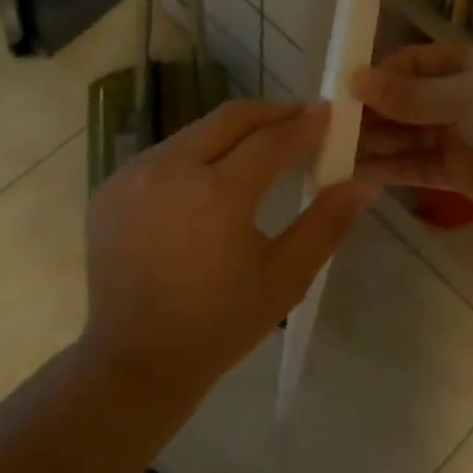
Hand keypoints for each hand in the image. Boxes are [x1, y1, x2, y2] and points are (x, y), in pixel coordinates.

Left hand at [83, 100, 375, 404]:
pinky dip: (194, 155)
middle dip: (271, 113)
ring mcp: (132, 175)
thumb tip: (363, 181)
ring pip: (193, 132)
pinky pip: (162, 155)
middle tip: (301, 118)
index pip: (271, 139)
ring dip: (231, 133)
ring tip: (260, 147)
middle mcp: (169, 169)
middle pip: (230, 118)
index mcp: (216, 194)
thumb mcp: (284, 279)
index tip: (329, 113)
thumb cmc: (219, 325)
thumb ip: (326, 224)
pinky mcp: (110, 187)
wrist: (136, 360)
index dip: (305, 124)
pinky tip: (210, 177)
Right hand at [352, 43, 472, 225]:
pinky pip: (420, 166)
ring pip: (409, 136)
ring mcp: (463, 136)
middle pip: (407, 101)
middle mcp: (463, 97)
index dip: (380, 75)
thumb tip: (355, 77)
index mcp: (470, 64)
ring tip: (334, 152)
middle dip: (372, 113)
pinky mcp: (463, 173)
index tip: (344, 91)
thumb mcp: (465, 95)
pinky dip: (392, 168)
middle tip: (330, 128)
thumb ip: (409, 94)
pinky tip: (359, 172)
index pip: (413, 63)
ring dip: (376, 142)